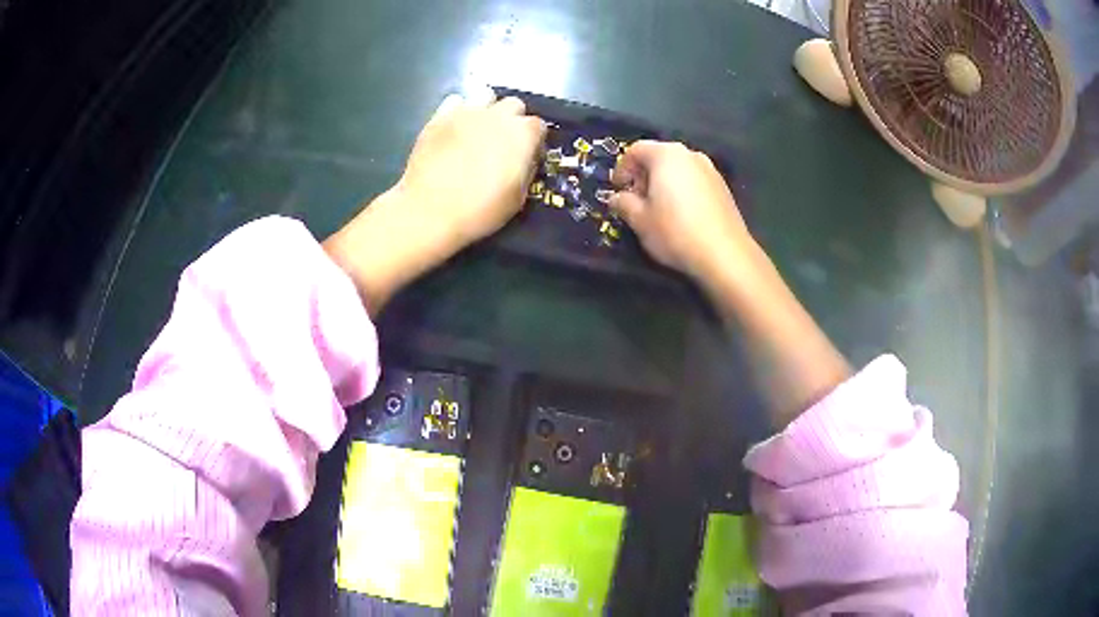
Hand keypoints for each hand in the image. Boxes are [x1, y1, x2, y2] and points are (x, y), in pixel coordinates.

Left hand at [324, 89, 545, 314]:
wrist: (429, 210)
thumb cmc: (480, 210)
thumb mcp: (518, 198)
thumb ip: (525, 170)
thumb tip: (524, 160)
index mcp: (522, 134)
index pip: (538, 126)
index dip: (534, 141)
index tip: (527, 156)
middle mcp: (498, 115)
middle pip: (514, 105)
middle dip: (513, 120)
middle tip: (503, 143)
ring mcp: (467, 111)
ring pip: (485, 96)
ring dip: (488, 109)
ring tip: (479, 130)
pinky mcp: (439, 116)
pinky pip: (455, 102)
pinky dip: (459, 111)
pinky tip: (455, 128)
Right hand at [610, 141, 752, 281]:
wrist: (724, 254)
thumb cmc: (675, 231)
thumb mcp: (639, 220)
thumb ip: (623, 203)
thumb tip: (616, 198)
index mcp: (666, 155)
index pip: (636, 150)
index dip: (622, 168)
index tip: (617, 189)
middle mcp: (690, 155)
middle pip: (659, 157)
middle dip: (643, 175)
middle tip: (636, 200)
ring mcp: (710, 170)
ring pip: (678, 169)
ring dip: (663, 183)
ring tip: (658, 209)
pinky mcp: (723, 187)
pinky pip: (694, 181)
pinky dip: (682, 190)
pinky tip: (681, 215)